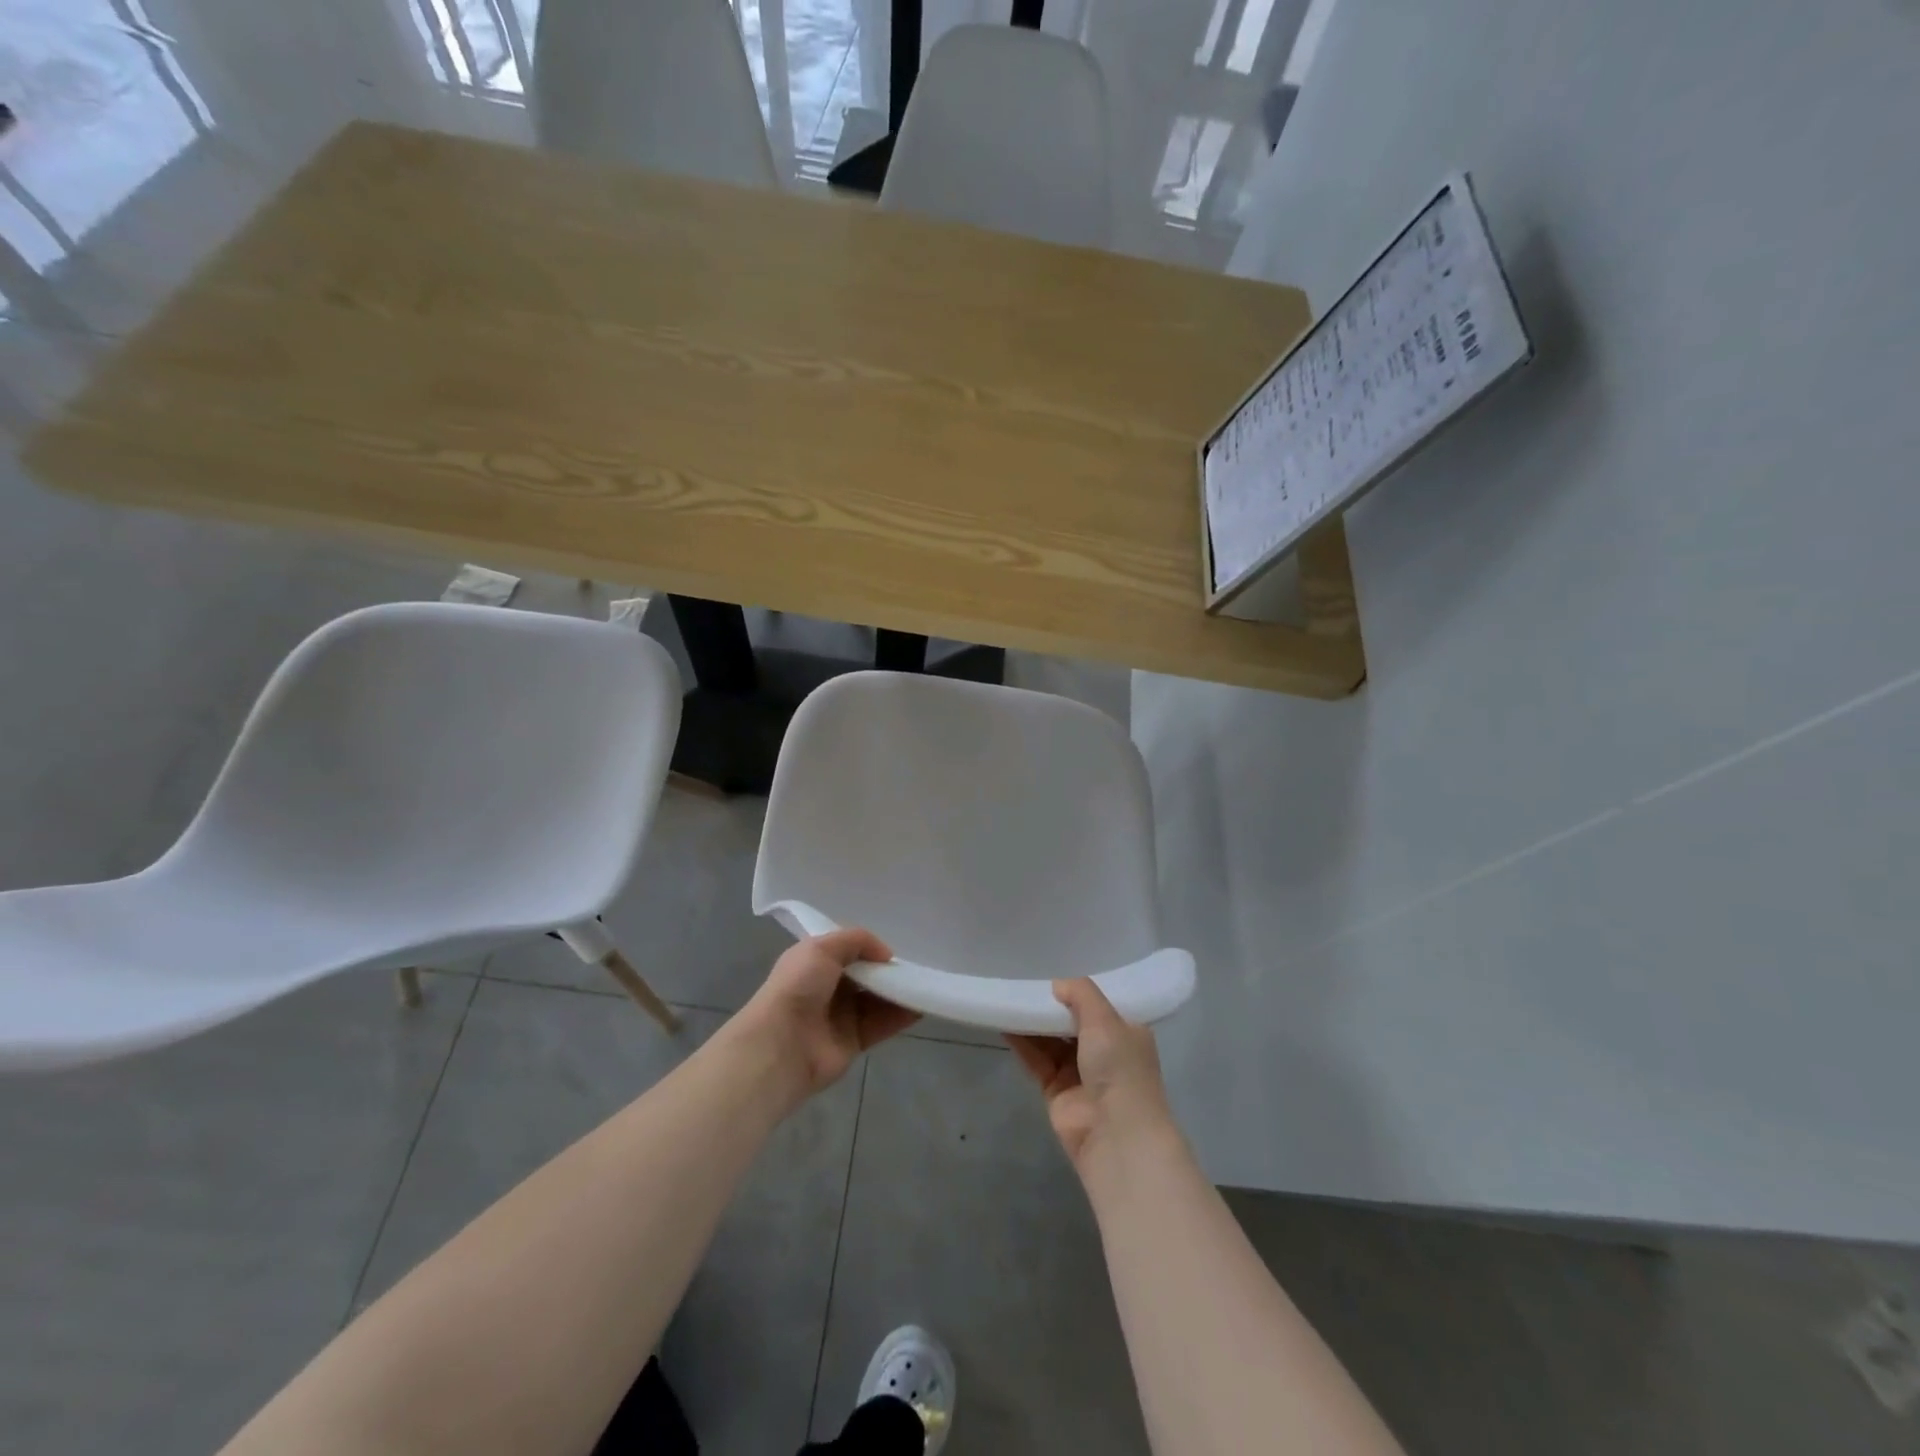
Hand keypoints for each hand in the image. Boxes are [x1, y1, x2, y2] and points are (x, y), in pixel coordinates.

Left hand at [735, 930, 917, 1100]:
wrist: (782, 1044)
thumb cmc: (798, 987)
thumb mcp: (822, 947)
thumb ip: (857, 940)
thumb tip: (886, 954)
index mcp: (814, 963)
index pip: (847, 951)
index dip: (868, 947)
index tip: (893, 945)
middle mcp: (828, 987)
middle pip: (865, 975)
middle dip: (887, 970)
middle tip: (915, 963)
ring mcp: (841, 1015)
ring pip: (877, 999)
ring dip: (899, 991)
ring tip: (925, 981)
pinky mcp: (854, 1041)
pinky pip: (883, 1024)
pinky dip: (902, 1015)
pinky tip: (922, 1004)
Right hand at [1006, 978, 1176, 1174]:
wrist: (1116, 1135)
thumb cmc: (1120, 1068)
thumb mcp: (1105, 1019)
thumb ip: (1081, 994)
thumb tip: (1058, 984)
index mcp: (1127, 1032)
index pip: (1102, 1003)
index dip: (1080, 988)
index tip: (1057, 964)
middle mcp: (1106, 1051)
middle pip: (1073, 1020)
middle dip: (1053, 1003)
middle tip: (1026, 977)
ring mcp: (1080, 1072)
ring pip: (1051, 1039)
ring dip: (1033, 1021)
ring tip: (1010, 994)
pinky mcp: (1056, 1090)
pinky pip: (1037, 1059)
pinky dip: (1022, 1042)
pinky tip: (1005, 1022)